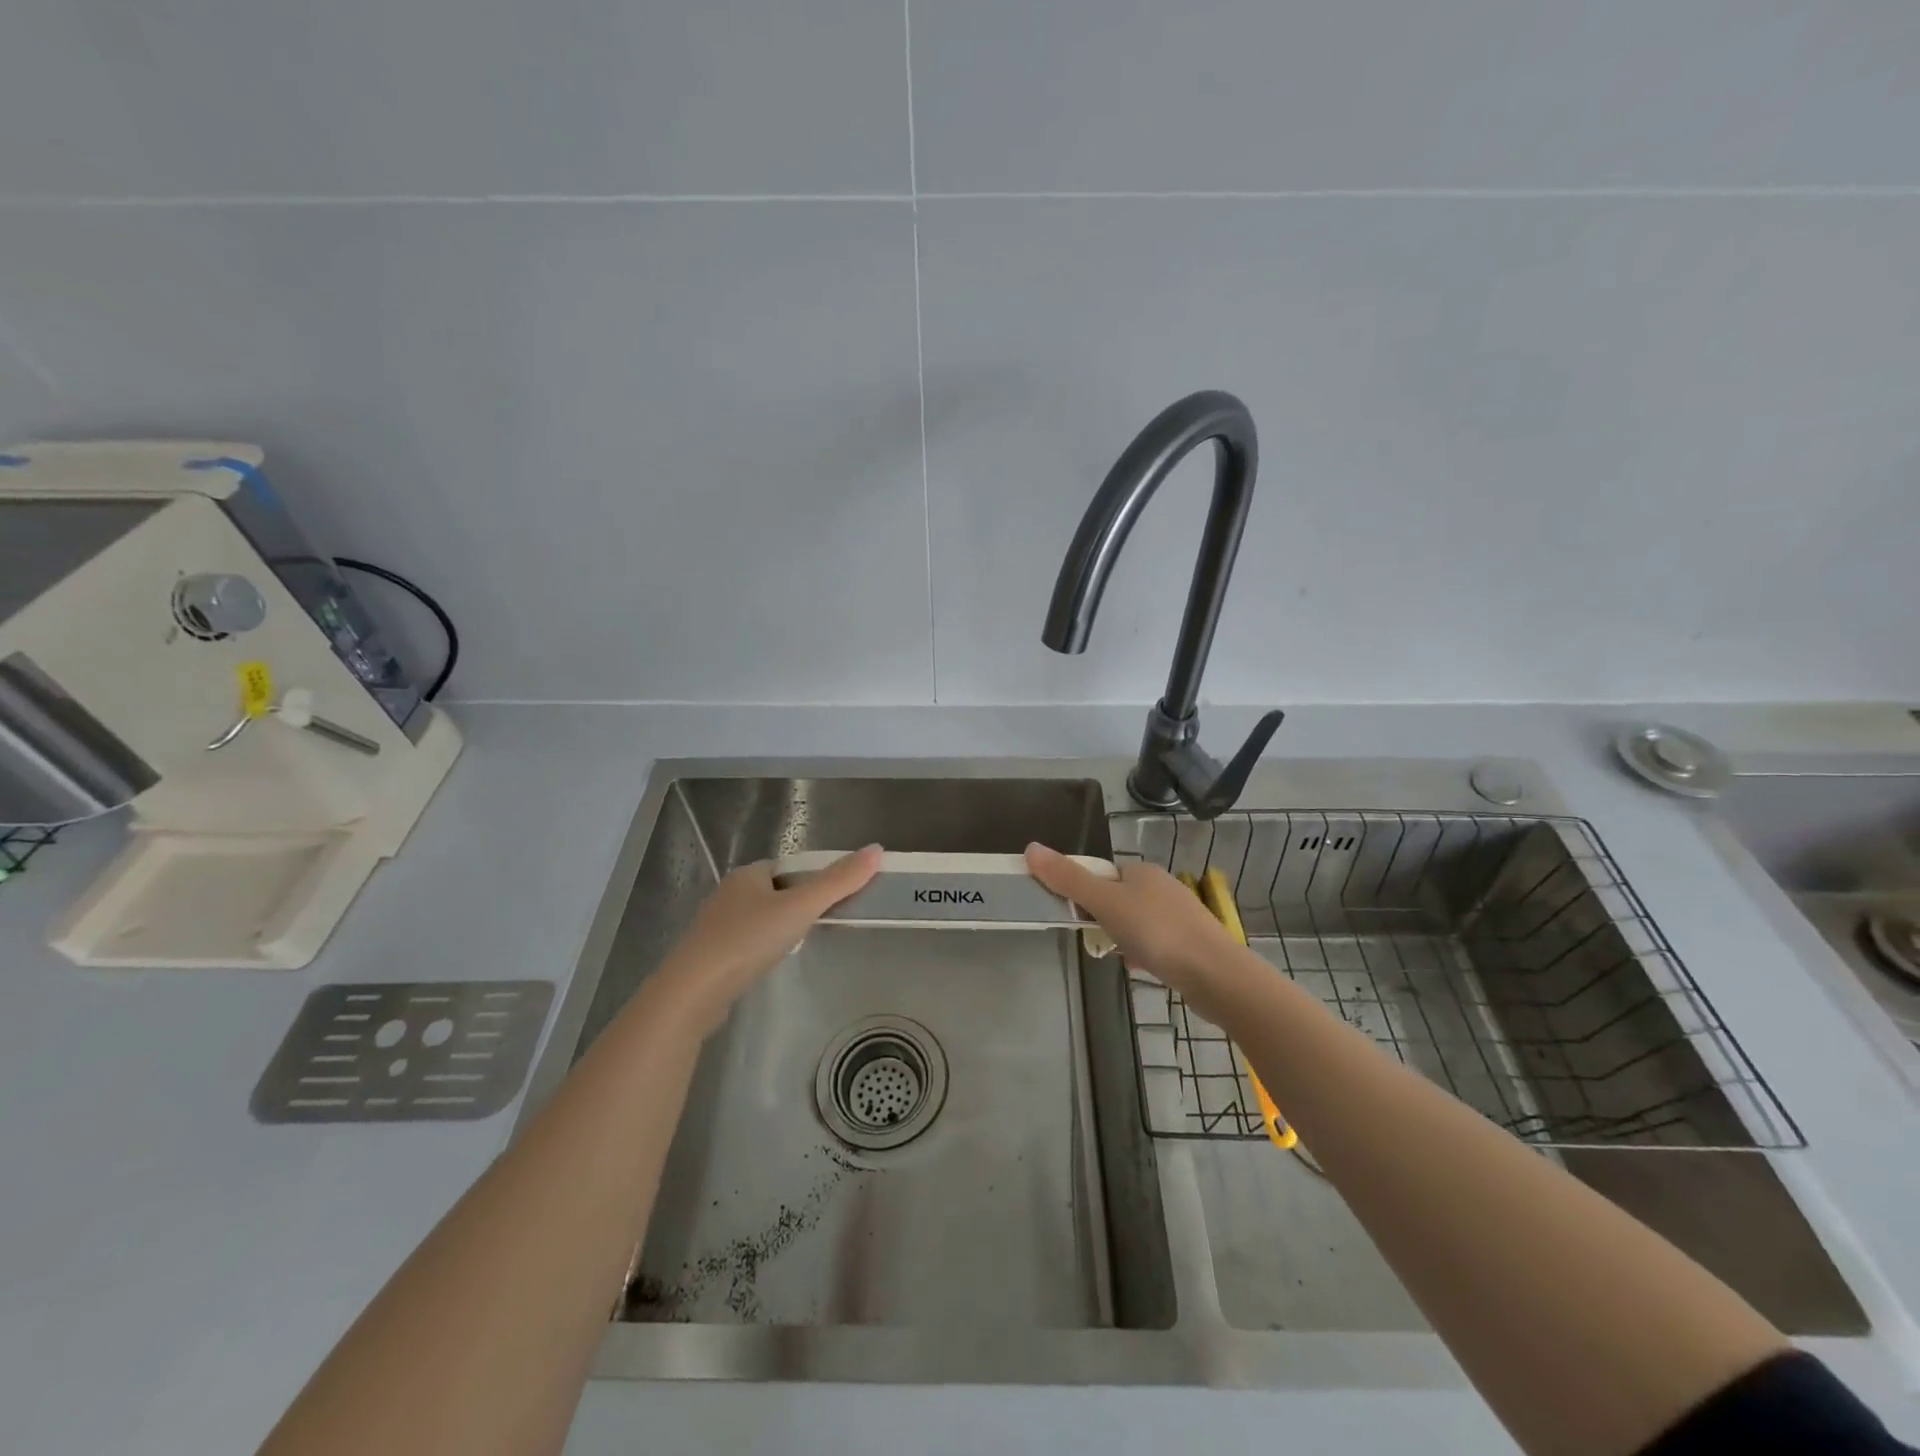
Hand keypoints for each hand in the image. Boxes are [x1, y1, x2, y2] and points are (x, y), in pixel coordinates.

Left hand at [651, 845, 881, 1035]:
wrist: (693, 992)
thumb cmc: (748, 940)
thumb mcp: (801, 907)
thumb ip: (839, 881)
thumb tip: (877, 848)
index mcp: (748, 874)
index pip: (786, 867)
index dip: (810, 878)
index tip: (832, 897)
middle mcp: (728, 893)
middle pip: (772, 891)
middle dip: (794, 903)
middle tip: (819, 923)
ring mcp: (714, 926)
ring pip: (756, 918)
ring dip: (776, 927)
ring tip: (798, 945)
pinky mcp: (708, 956)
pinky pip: (743, 943)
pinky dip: (759, 949)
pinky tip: (767, 964)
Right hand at [1025, 843, 1247, 1022]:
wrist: (1215, 974)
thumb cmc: (1156, 931)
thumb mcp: (1105, 903)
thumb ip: (1068, 879)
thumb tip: (1031, 848)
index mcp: (1142, 871)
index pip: (1102, 874)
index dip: (1085, 893)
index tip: (1077, 916)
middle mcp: (1162, 886)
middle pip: (1117, 899)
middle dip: (1103, 920)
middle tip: (1098, 941)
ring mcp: (1180, 915)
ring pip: (1136, 924)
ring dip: (1122, 939)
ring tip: (1120, 958)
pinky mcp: (1191, 943)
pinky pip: (1155, 944)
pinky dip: (1144, 954)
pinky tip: (1142, 968)